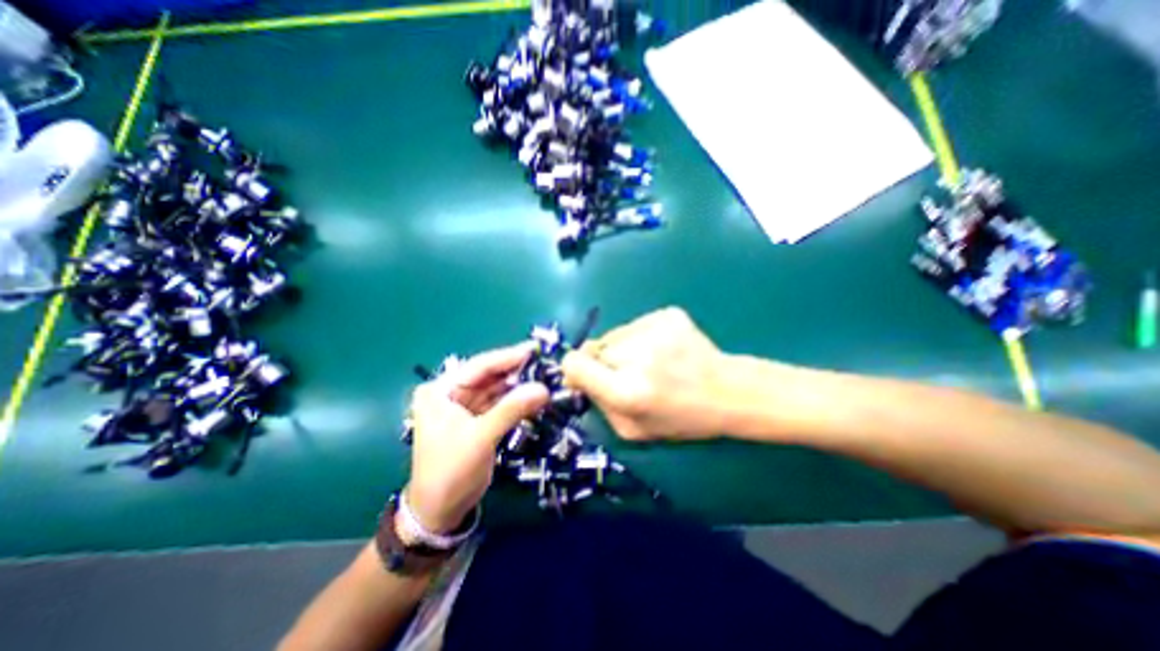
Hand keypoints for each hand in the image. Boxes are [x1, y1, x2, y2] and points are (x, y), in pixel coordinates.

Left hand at [406, 344, 548, 530]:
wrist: (440, 511)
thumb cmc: (451, 472)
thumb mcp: (481, 438)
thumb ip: (511, 410)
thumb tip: (543, 388)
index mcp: (441, 390)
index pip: (479, 366)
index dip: (508, 356)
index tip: (534, 348)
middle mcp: (452, 393)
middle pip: (489, 375)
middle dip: (516, 370)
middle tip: (545, 362)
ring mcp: (465, 406)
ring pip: (497, 388)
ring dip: (519, 384)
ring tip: (545, 376)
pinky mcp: (478, 418)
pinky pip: (500, 402)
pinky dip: (517, 399)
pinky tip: (534, 394)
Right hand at [559, 306, 722, 439]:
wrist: (728, 391)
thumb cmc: (681, 419)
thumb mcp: (632, 430)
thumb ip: (599, 405)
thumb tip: (578, 377)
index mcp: (627, 391)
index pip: (575, 364)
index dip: (575, 370)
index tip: (586, 377)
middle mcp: (637, 355)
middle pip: (595, 348)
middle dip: (604, 362)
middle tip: (630, 375)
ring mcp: (654, 329)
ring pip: (615, 335)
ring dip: (624, 348)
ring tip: (652, 362)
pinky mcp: (667, 314)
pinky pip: (636, 325)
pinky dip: (643, 337)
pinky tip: (665, 350)